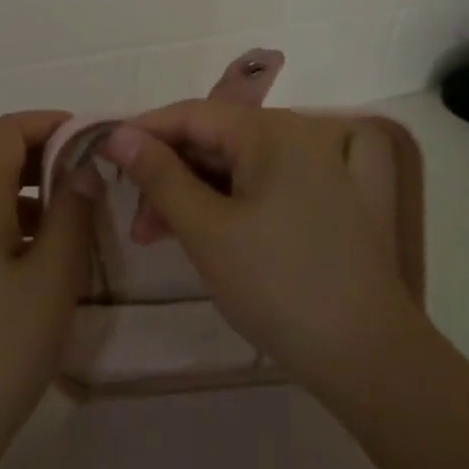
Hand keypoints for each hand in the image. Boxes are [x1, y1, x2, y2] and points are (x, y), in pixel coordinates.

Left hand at [0, 111, 91, 468]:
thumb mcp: (52, 280)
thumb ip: (73, 214)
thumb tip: (83, 170)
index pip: (8, 131)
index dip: (52, 123)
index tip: (93, 141)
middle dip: (47, 162)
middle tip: (94, 187)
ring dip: (33, 199)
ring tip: (74, 231)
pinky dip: (12, 228)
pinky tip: (38, 268)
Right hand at [103, 103, 418, 399]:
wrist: (367, 354)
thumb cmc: (276, 284)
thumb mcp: (206, 229)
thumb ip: (159, 175)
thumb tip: (118, 134)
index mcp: (271, 130)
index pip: (191, 113)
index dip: (142, 132)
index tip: (101, 156)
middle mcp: (296, 135)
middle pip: (213, 138)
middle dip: (167, 173)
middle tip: (135, 219)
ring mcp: (315, 167)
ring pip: (234, 165)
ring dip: (192, 194)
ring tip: (157, 237)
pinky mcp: (323, 198)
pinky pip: (260, 184)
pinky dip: (225, 204)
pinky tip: (201, 234)